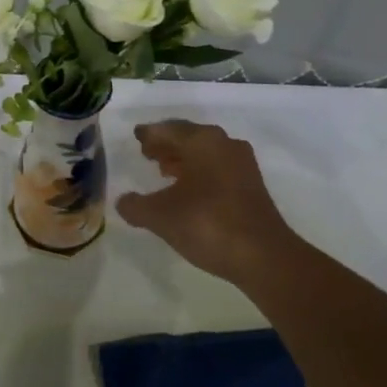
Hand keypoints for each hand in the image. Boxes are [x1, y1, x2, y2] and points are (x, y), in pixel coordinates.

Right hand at [116, 120, 301, 288]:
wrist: (263, 256)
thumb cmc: (207, 224)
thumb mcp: (160, 216)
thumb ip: (136, 206)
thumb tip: (123, 201)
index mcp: (201, 141)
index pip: (167, 129)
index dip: (148, 134)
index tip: (136, 136)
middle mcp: (224, 144)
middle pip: (188, 137)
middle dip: (166, 144)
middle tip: (146, 153)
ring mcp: (242, 164)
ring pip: (205, 152)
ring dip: (183, 158)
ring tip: (164, 171)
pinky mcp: (251, 185)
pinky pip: (218, 168)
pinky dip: (199, 172)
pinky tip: (188, 190)